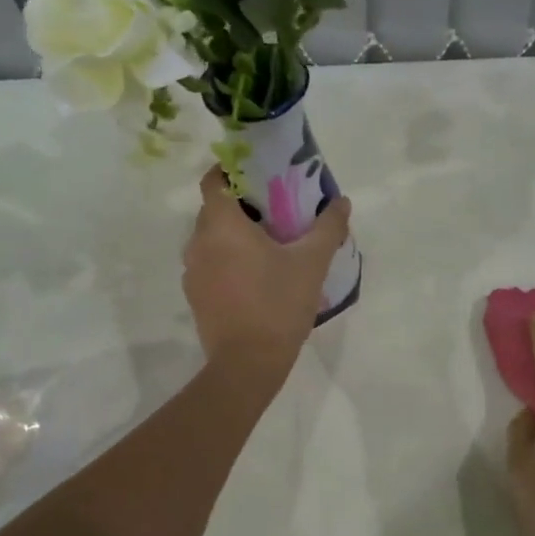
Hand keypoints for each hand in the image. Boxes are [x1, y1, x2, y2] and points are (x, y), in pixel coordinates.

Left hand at [183, 165, 351, 390]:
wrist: (248, 364)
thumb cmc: (278, 304)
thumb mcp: (311, 263)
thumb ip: (327, 227)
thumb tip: (342, 202)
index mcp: (221, 225)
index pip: (213, 180)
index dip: (232, 170)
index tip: (259, 176)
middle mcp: (197, 242)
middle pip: (215, 209)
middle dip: (241, 205)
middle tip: (275, 212)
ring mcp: (192, 272)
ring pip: (211, 239)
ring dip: (234, 236)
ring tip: (268, 246)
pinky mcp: (195, 296)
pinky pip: (210, 265)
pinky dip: (228, 261)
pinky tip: (256, 277)